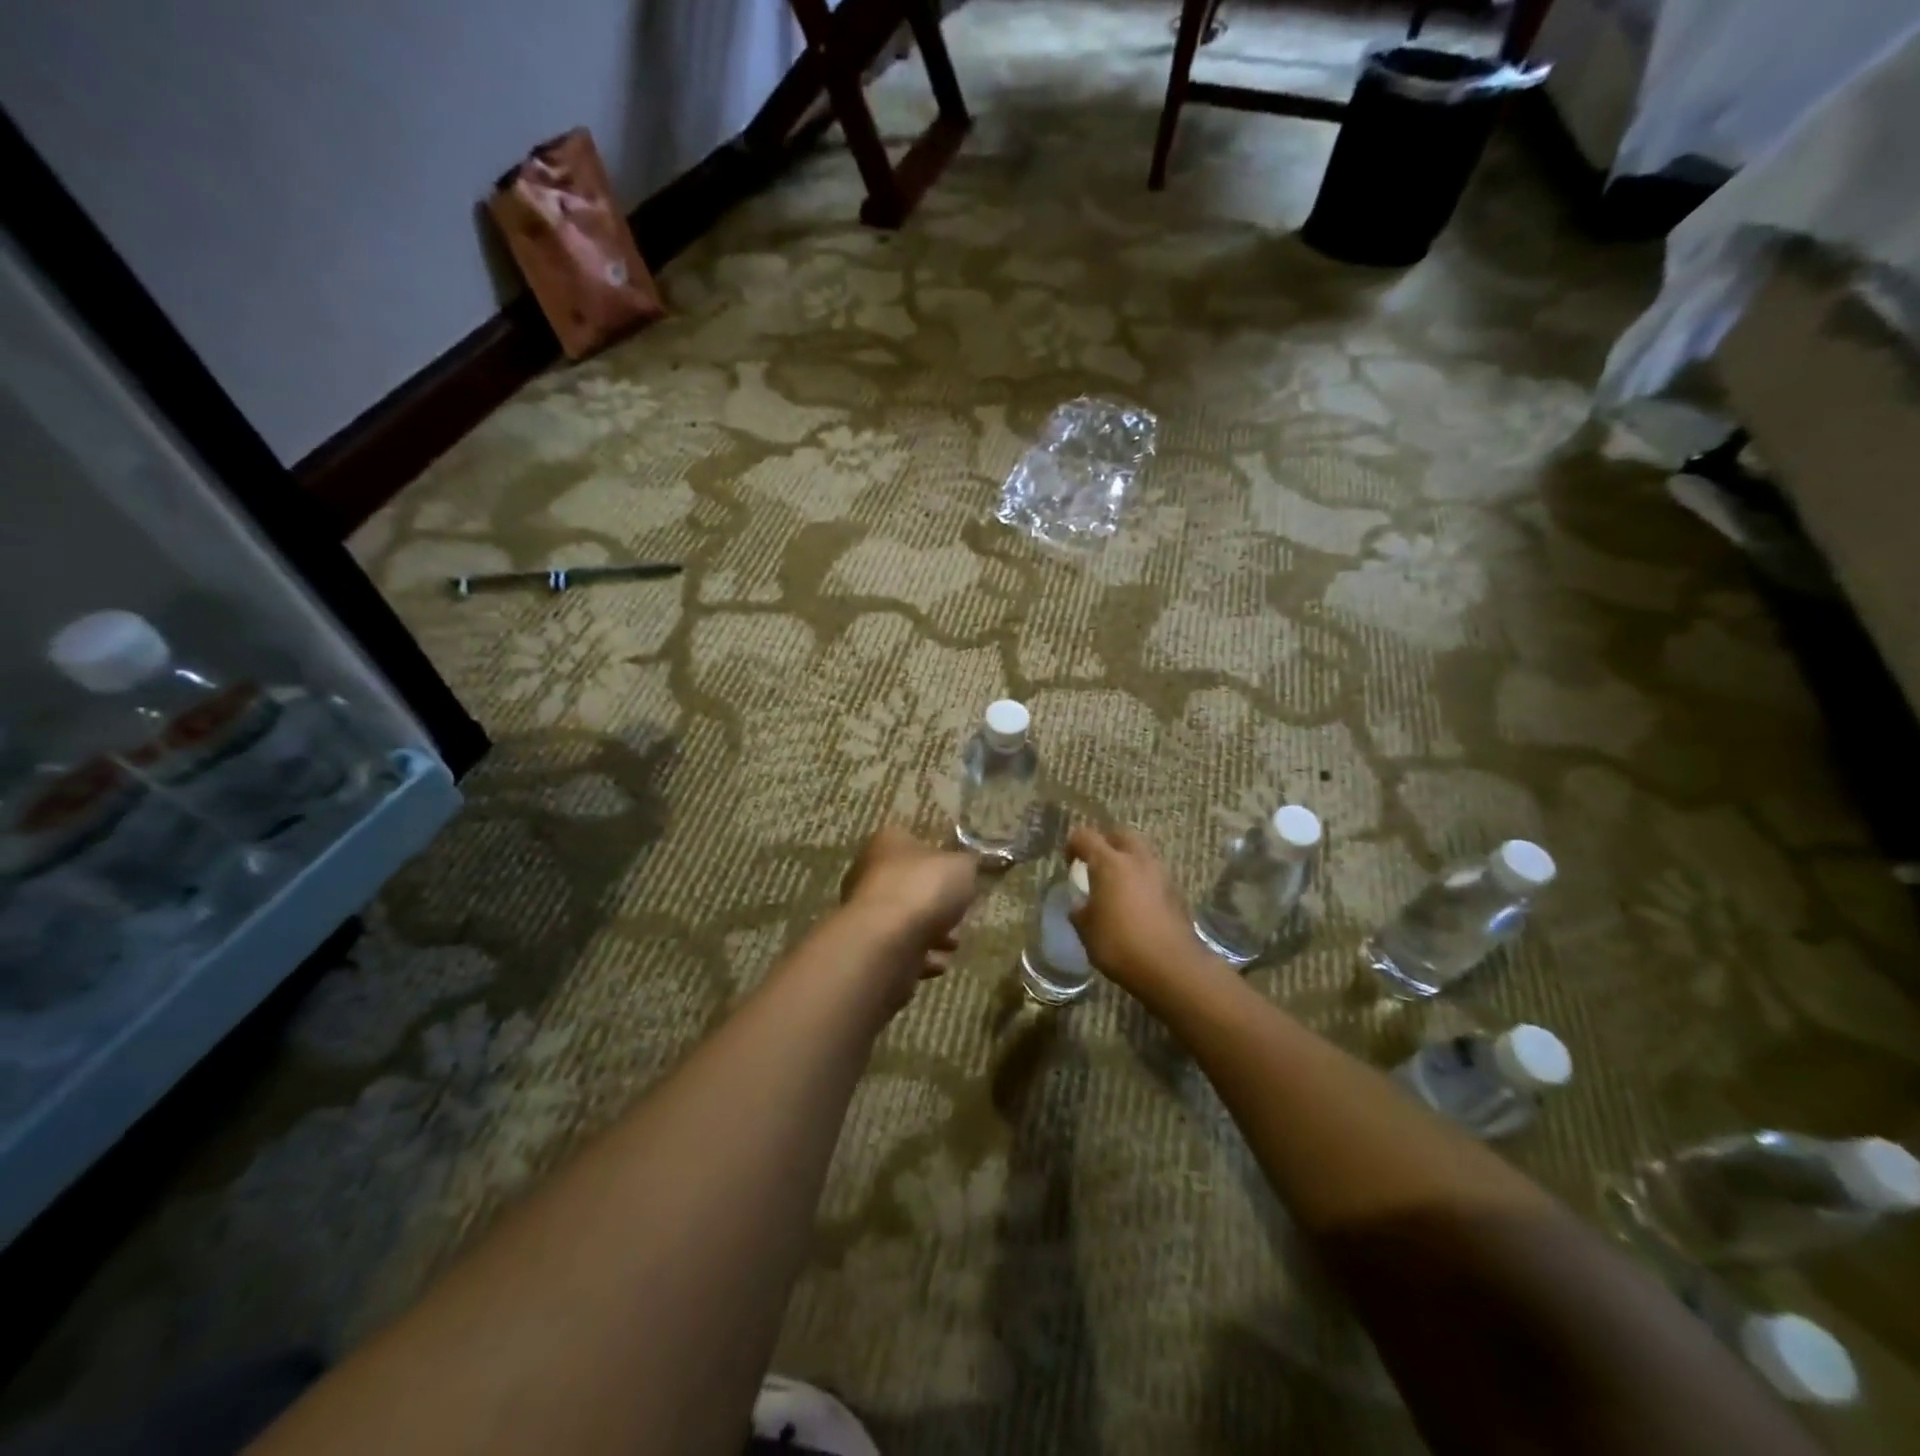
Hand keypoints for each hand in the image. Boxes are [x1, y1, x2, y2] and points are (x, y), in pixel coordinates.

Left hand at [839, 825, 979, 995]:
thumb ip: (967, 864)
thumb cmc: (924, 889)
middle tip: (960, 916)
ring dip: (932, 934)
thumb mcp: (962, 866)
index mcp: (888, 843)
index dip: (941, 863)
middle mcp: (868, 873)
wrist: (886, 941)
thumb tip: (966, 867)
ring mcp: (864, 912)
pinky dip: (919, 957)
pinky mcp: (867, 947)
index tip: (960, 881)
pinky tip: (938, 964)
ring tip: (953, 945)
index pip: (916, 845)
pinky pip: (898, 949)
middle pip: (911, 886)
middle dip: (937, 904)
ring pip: (905, 920)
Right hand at [1067, 824, 1207, 999]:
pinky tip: (1136, 903)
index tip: (1069, 863)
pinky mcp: (1176, 891)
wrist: (1173, 968)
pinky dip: (1142, 879)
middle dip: (1105, 843)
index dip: (1073, 845)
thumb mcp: (1087, 931)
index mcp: (1109, 863)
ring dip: (1127, 860)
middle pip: (1119, 834)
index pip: (1085, 836)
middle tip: (1095, 864)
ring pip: (1140, 852)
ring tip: (1116, 885)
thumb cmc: (1121, 946)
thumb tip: (1081, 905)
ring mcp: (1161, 873)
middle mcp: (1137, 860)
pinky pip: (1154, 874)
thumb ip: (1080, 911)